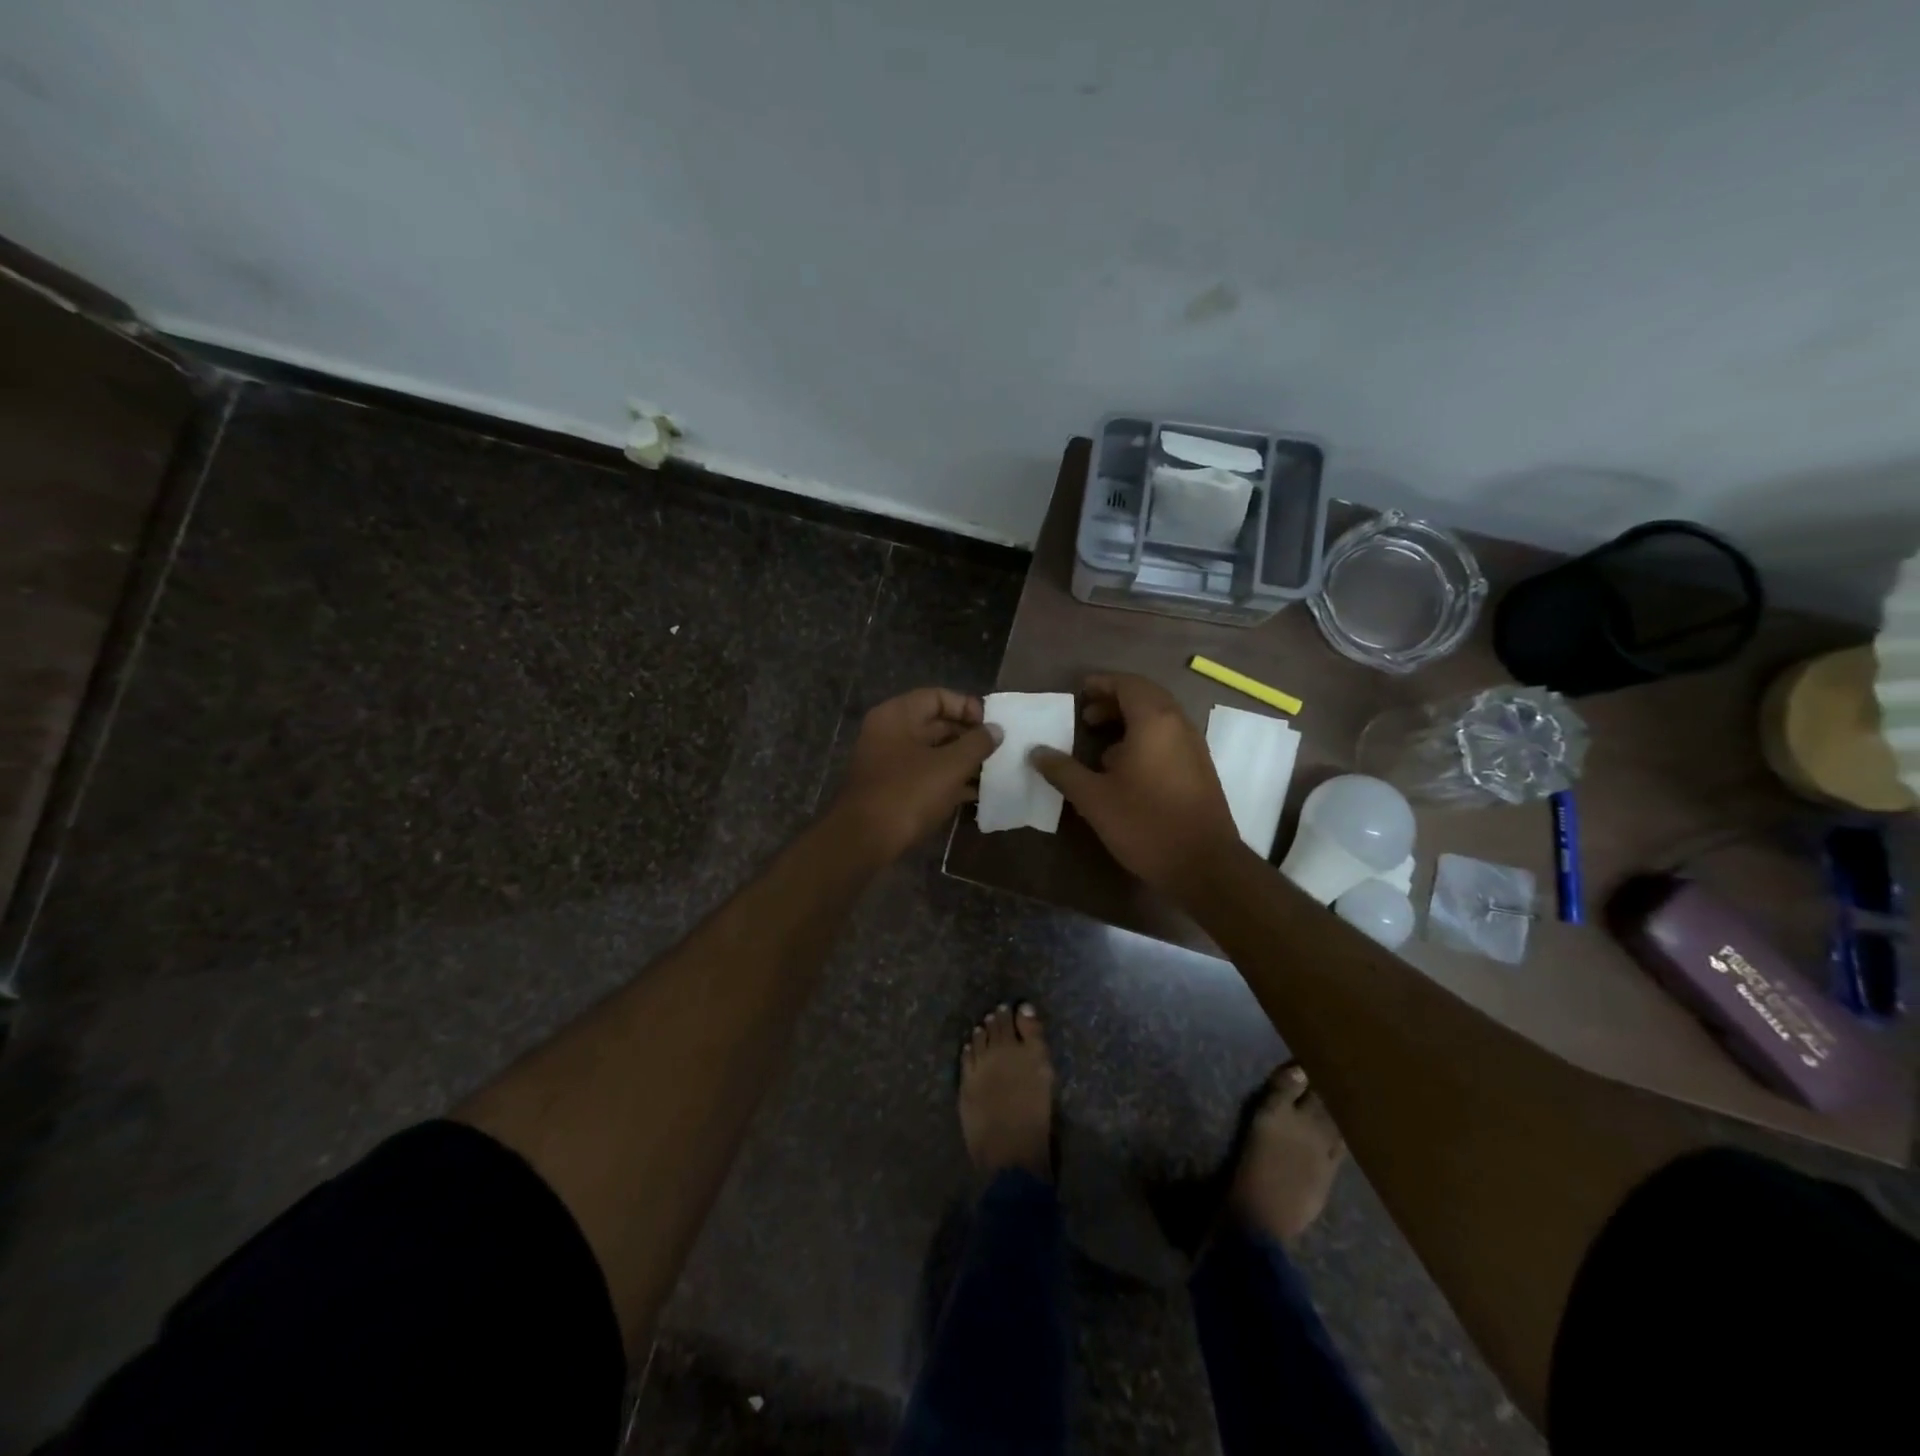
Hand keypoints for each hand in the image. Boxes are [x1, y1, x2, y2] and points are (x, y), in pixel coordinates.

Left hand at [830, 688, 1001, 863]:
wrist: (863, 841)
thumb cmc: (907, 794)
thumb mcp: (949, 766)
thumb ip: (977, 744)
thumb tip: (996, 729)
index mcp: (897, 716)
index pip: (938, 697)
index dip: (967, 707)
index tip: (992, 726)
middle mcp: (889, 733)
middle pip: (935, 724)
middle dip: (968, 737)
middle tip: (998, 751)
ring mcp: (888, 762)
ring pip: (932, 752)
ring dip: (961, 761)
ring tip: (993, 772)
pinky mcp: (891, 788)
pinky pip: (925, 775)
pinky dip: (947, 780)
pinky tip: (975, 794)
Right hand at [1031, 673, 1241, 894]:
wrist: (1204, 865)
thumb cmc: (1145, 824)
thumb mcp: (1094, 798)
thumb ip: (1063, 771)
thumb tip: (1036, 752)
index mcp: (1154, 721)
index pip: (1127, 684)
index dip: (1102, 684)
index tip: (1079, 692)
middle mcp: (1178, 725)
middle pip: (1145, 697)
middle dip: (1114, 701)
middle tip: (1085, 716)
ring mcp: (1193, 747)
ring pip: (1159, 718)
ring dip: (1129, 720)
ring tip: (1100, 743)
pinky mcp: (1199, 769)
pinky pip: (1168, 738)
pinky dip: (1144, 738)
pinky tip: (1124, 768)